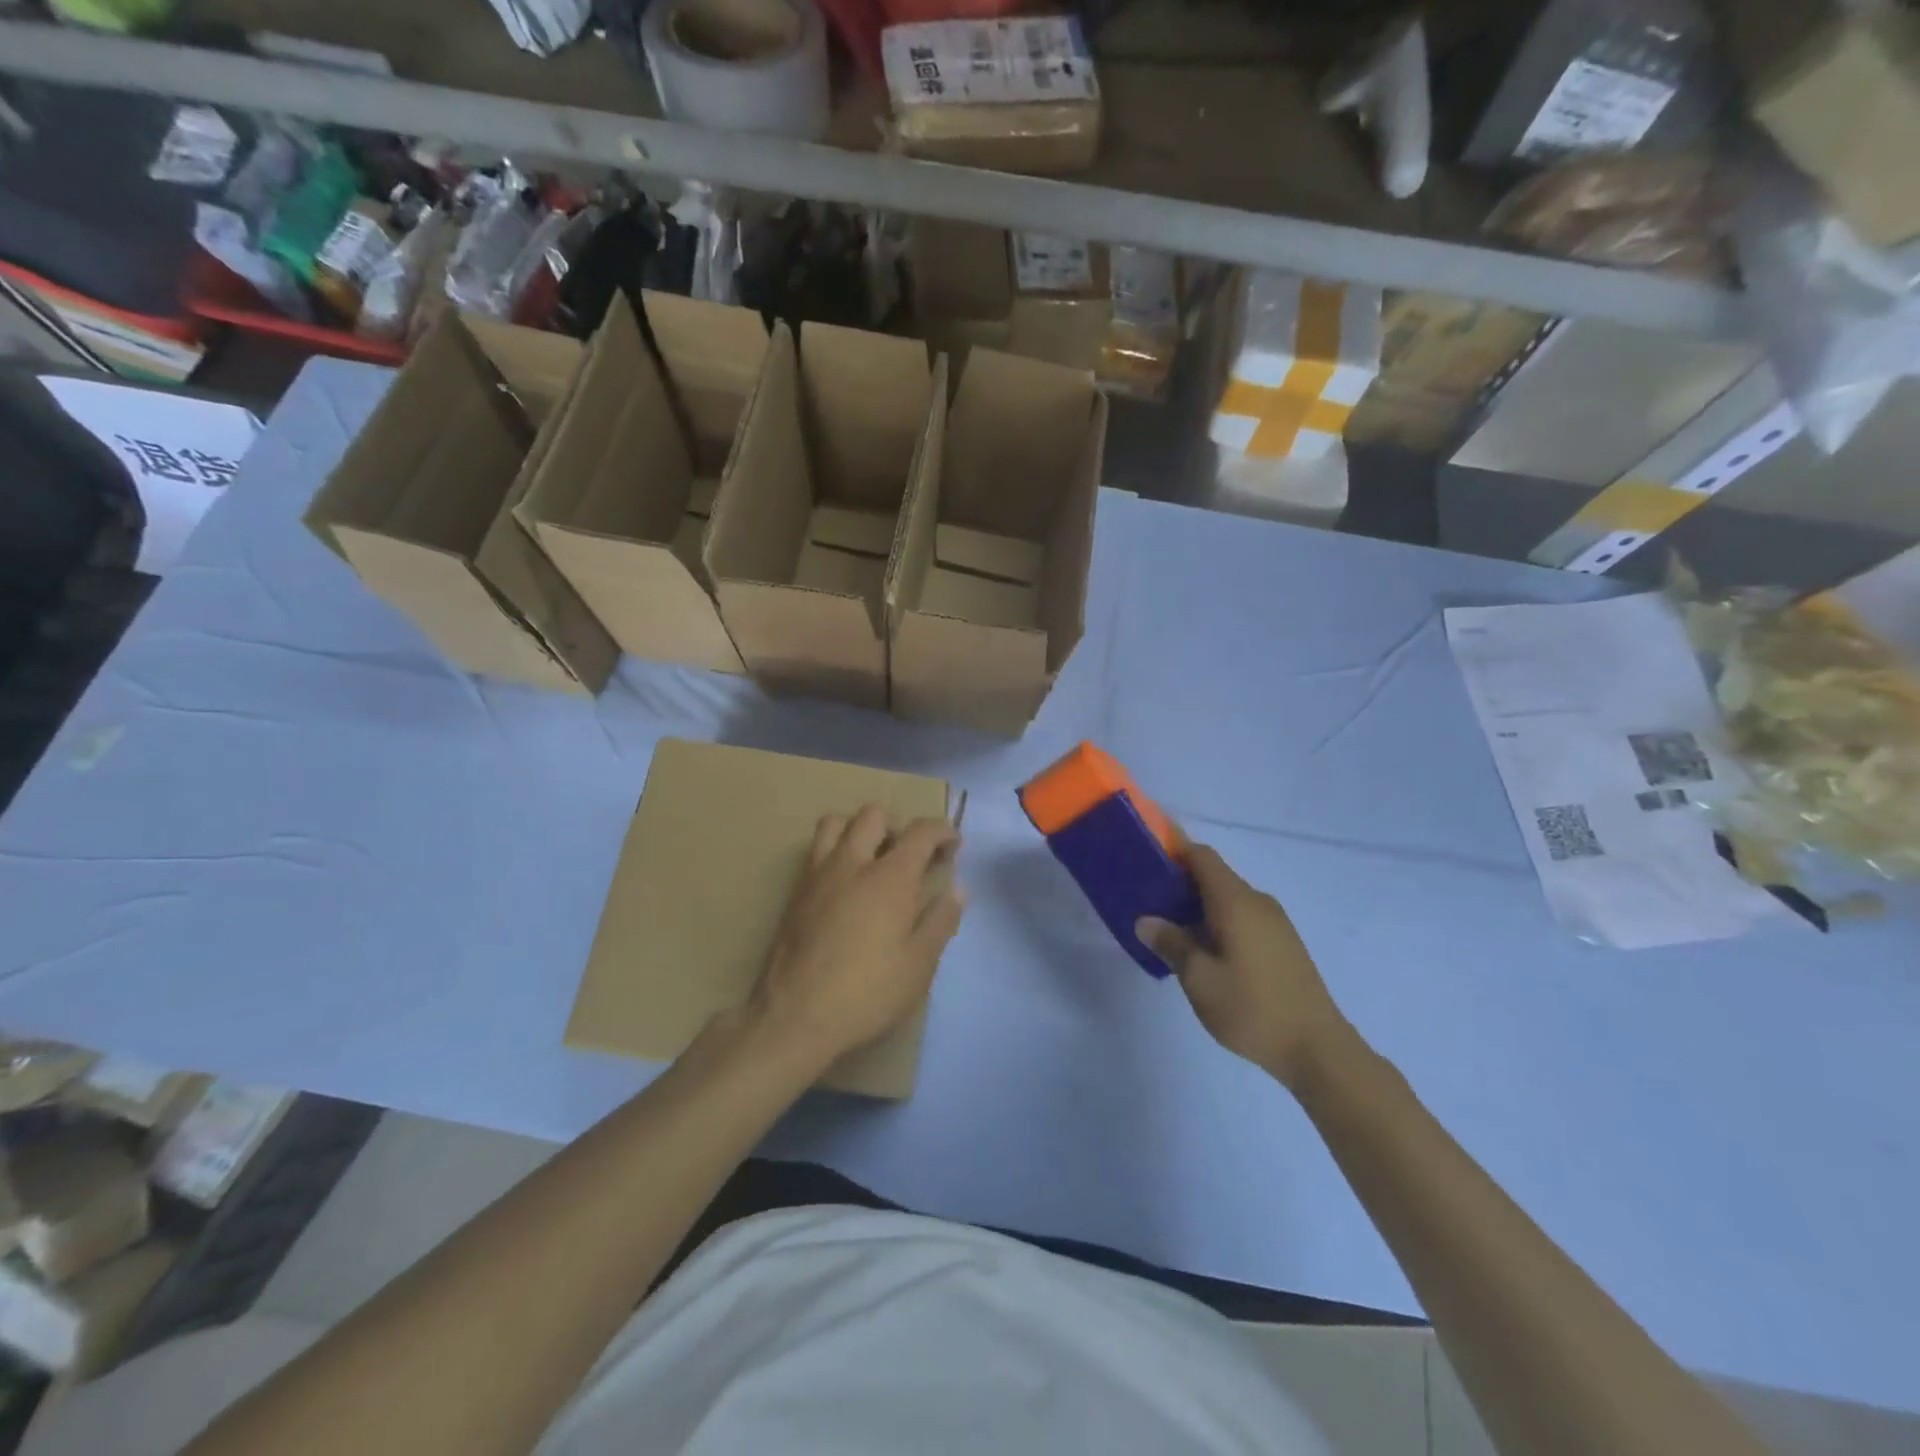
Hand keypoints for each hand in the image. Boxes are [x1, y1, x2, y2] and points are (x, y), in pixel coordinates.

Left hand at [748, 805, 965, 1069]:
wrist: (794, 1017)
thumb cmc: (867, 994)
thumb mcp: (918, 966)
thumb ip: (940, 921)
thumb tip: (957, 889)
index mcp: (889, 878)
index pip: (920, 832)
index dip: (942, 831)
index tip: (953, 845)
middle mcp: (852, 863)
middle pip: (874, 815)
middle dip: (898, 826)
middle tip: (910, 855)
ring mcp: (817, 875)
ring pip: (836, 823)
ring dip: (859, 829)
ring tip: (872, 859)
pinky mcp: (795, 893)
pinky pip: (816, 851)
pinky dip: (836, 851)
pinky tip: (845, 886)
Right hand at [1137, 845, 1352, 1089]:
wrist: (1318, 1049)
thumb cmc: (1252, 1008)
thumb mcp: (1199, 978)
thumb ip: (1171, 943)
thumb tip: (1146, 920)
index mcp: (1236, 901)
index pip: (1201, 856)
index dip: (1174, 847)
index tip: (1145, 853)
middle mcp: (1257, 902)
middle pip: (1214, 876)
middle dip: (1180, 880)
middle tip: (1146, 897)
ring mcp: (1275, 923)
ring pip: (1228, 899)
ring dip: (1198, 904)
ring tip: (1168, 926)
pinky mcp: (1283, 943)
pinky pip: (1242, 916)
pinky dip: (1217, 920)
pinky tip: (1202, 948)